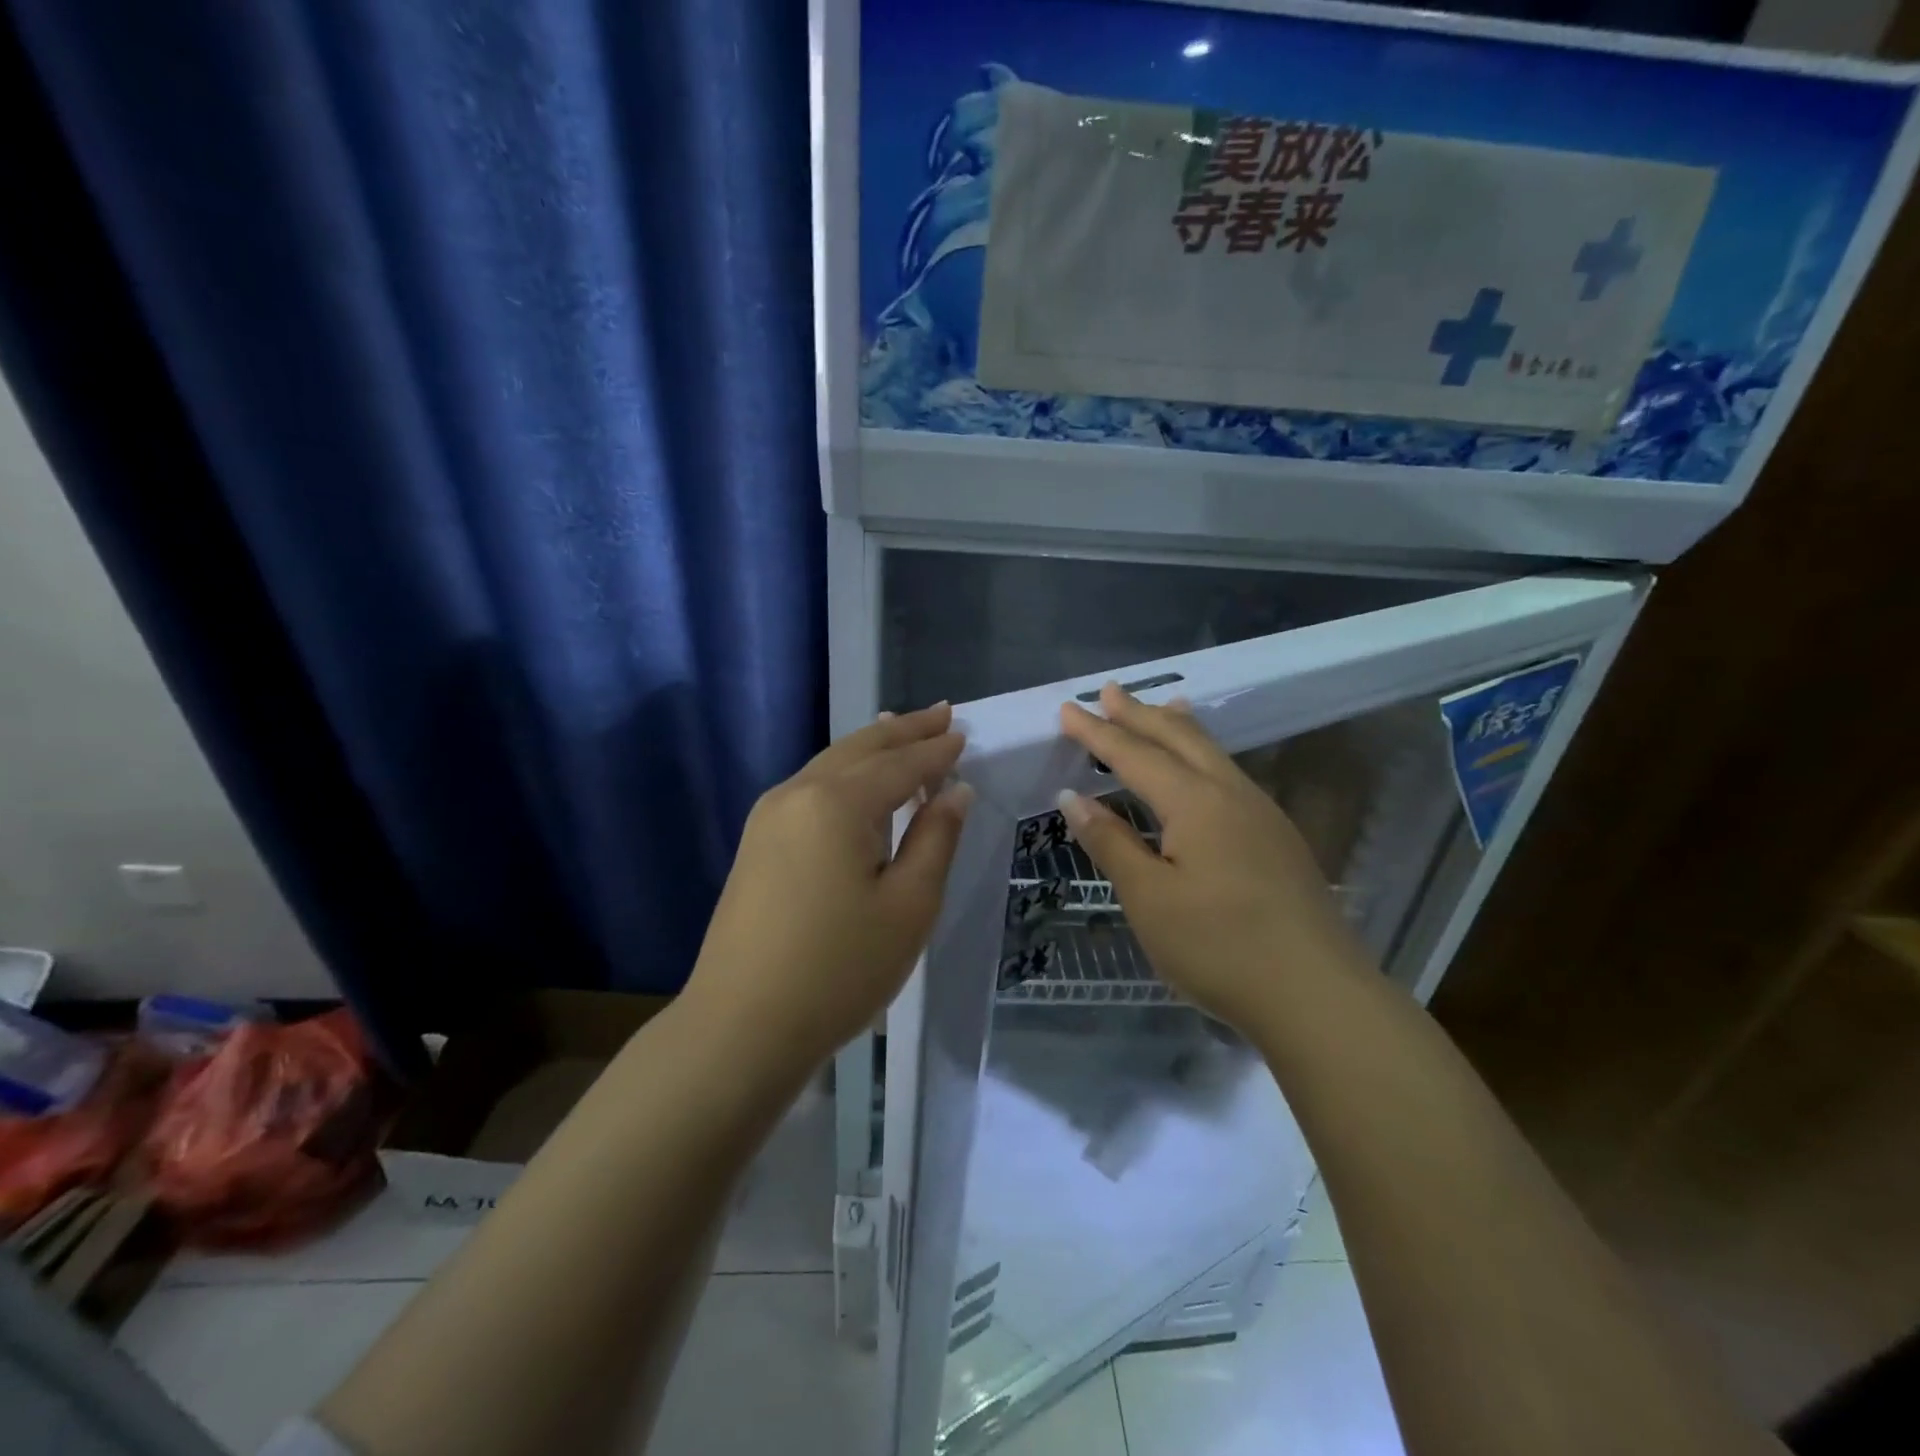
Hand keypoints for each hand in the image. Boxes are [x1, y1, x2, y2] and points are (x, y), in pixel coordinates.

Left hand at [685, 703, 971, 1076]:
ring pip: (831, 764)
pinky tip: (857, 779)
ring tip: (901, 729)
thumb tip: (954, 791)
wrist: (740, 1026)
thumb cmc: (839, 969)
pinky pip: (811, 788)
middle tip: (942, 713)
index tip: (964, 733)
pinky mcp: (757, 842)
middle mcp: (797, 793)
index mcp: (837, 803)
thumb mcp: (909, 906)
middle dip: (903, 729)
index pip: (900, 764)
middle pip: (860, 748)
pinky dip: (845, 773)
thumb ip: (935, 839)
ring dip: (872, 747)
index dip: (936, 750)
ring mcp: (769, 817)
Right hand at [1057, 684, 1372, 1032]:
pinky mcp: (1278, 838)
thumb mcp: (1150, 898)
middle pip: (1179, 739)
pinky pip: (1230, 774)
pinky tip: (1204, 769)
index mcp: (1195, 802)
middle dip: (1139, 714)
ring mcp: (1262, 814)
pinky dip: (1204, 755)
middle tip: (1108, 691)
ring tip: (1162, 707)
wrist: (1318, 995)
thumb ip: (1112, 843)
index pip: (1135, 755)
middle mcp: (1231, 794)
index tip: (1067, 708)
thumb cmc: (1219, 947)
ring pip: (1212, 753)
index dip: (1098, 732)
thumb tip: (1074, 798)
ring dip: (1178, 728)